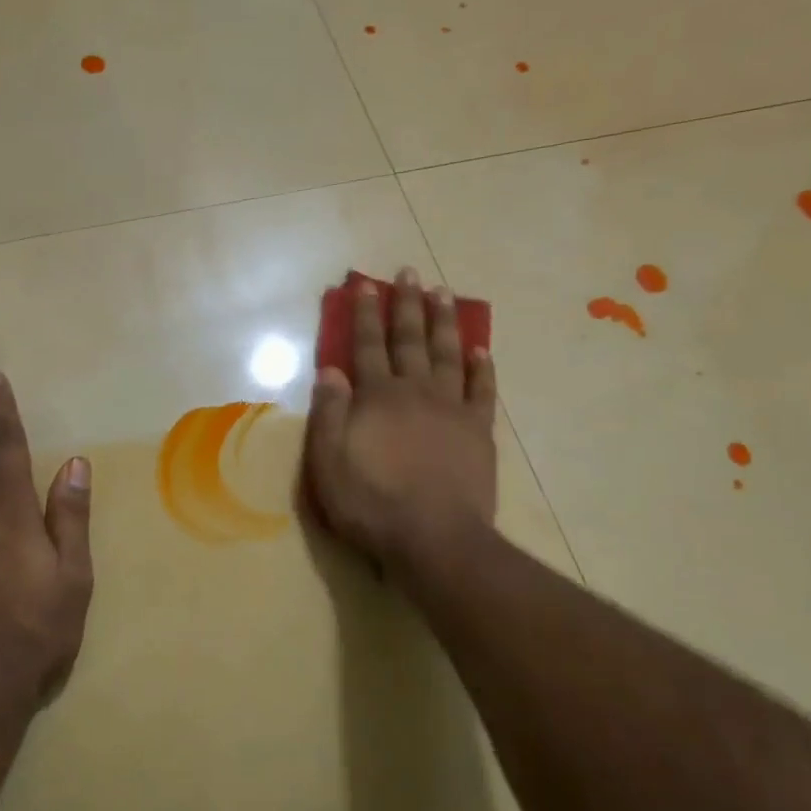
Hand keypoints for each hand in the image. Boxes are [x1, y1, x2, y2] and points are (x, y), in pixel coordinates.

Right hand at [305, 268, 498, 568]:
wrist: (434, 538)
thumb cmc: (372, 504)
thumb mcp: (328, 463)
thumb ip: (329, 414)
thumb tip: (330, 370)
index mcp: (377, 397)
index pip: (367, 345)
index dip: (365, 314)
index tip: (366, 285)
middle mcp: (415, 392)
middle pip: (410, 339)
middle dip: (406, 304)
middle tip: (409, 272)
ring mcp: (451, 409)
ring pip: (447, 354)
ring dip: (444, 322)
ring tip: (443, 293)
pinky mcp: (478, 431)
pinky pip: (482, 390)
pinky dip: (482, 367)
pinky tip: (481, 349)